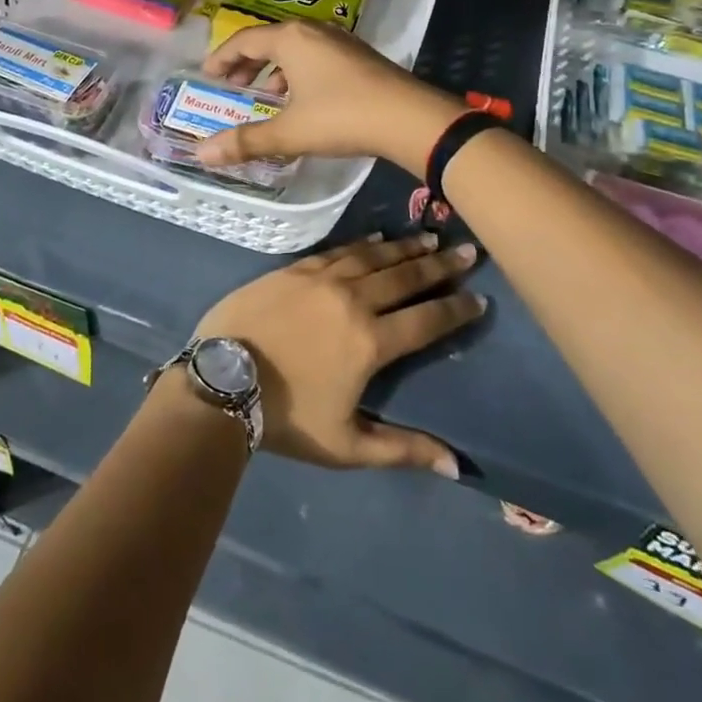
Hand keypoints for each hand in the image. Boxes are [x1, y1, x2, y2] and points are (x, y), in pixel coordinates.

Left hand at [191, 233, 485, 475]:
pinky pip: (339, 249)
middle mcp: (354, 300)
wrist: (221, 378)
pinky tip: (377, 237)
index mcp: (371, 342)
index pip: (426, 321)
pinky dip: (363, 243)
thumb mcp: (346, 444)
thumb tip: (456, 464)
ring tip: (430, 237)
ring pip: (375, 256)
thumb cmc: (286, 416)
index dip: (456, 310)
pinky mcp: (296, 268)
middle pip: (406, 278)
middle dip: (440, 264)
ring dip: (405, 247)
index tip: (480, 298)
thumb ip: (401, 449)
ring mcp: (323, 278)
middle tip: (466, 250)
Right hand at [195, 20, 463, 176]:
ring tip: (266, 97)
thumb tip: (201, 154)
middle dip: (247, 64)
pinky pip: (315, 57)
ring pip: (295, 49)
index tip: (207, 77)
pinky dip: (298, 74)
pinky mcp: (358, 56)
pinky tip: (303, 102)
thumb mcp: (290, 132)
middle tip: (231, 87)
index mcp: (291, 38)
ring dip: (274, 70)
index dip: (221, 58)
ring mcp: (340, 41)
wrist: (410, 118)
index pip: (244, 40)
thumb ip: (246, 141)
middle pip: (269, 41)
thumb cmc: (342, 117)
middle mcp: (314, 31)